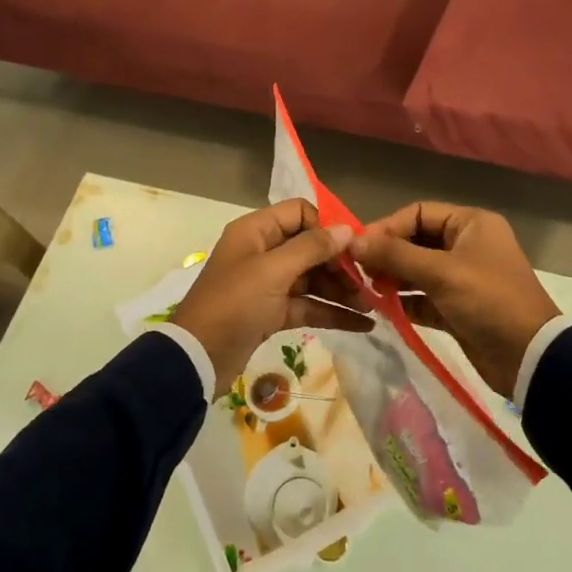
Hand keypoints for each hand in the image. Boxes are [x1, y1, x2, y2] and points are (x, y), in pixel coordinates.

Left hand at [170, 199, 371, 393]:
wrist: (198, 358)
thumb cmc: (234, 304)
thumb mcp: (272, 271)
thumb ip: (311, 248)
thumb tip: (347, 229)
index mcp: (256, 231)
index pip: (300, 213)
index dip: (327, 227)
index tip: (354, 248)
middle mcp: (263, 251)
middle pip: (311, 247)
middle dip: (341, 264)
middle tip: (370, 282)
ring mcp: (268, 283)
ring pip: (313, 278)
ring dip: (342, 290)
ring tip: (373, 306)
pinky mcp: (272, 312)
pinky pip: (308, 305)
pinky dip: (332, 312)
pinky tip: (363, 324)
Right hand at [349, 203, 559, 399]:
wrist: (529, 357)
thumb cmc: (488, 300)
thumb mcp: (441, 273)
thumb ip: (395, 255)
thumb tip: (353, 241)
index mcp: (471, 224)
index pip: (419, 213)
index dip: (387, 227)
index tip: (358, 246)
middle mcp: (467, 245)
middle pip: (416, 241)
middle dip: (387, 254)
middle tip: (358, 270)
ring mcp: (463, 278)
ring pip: (417, 270)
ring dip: (392, 278)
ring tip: (366, 289)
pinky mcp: (457, 308)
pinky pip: (423, 297)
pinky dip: (404, 301)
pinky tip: (382, 307)